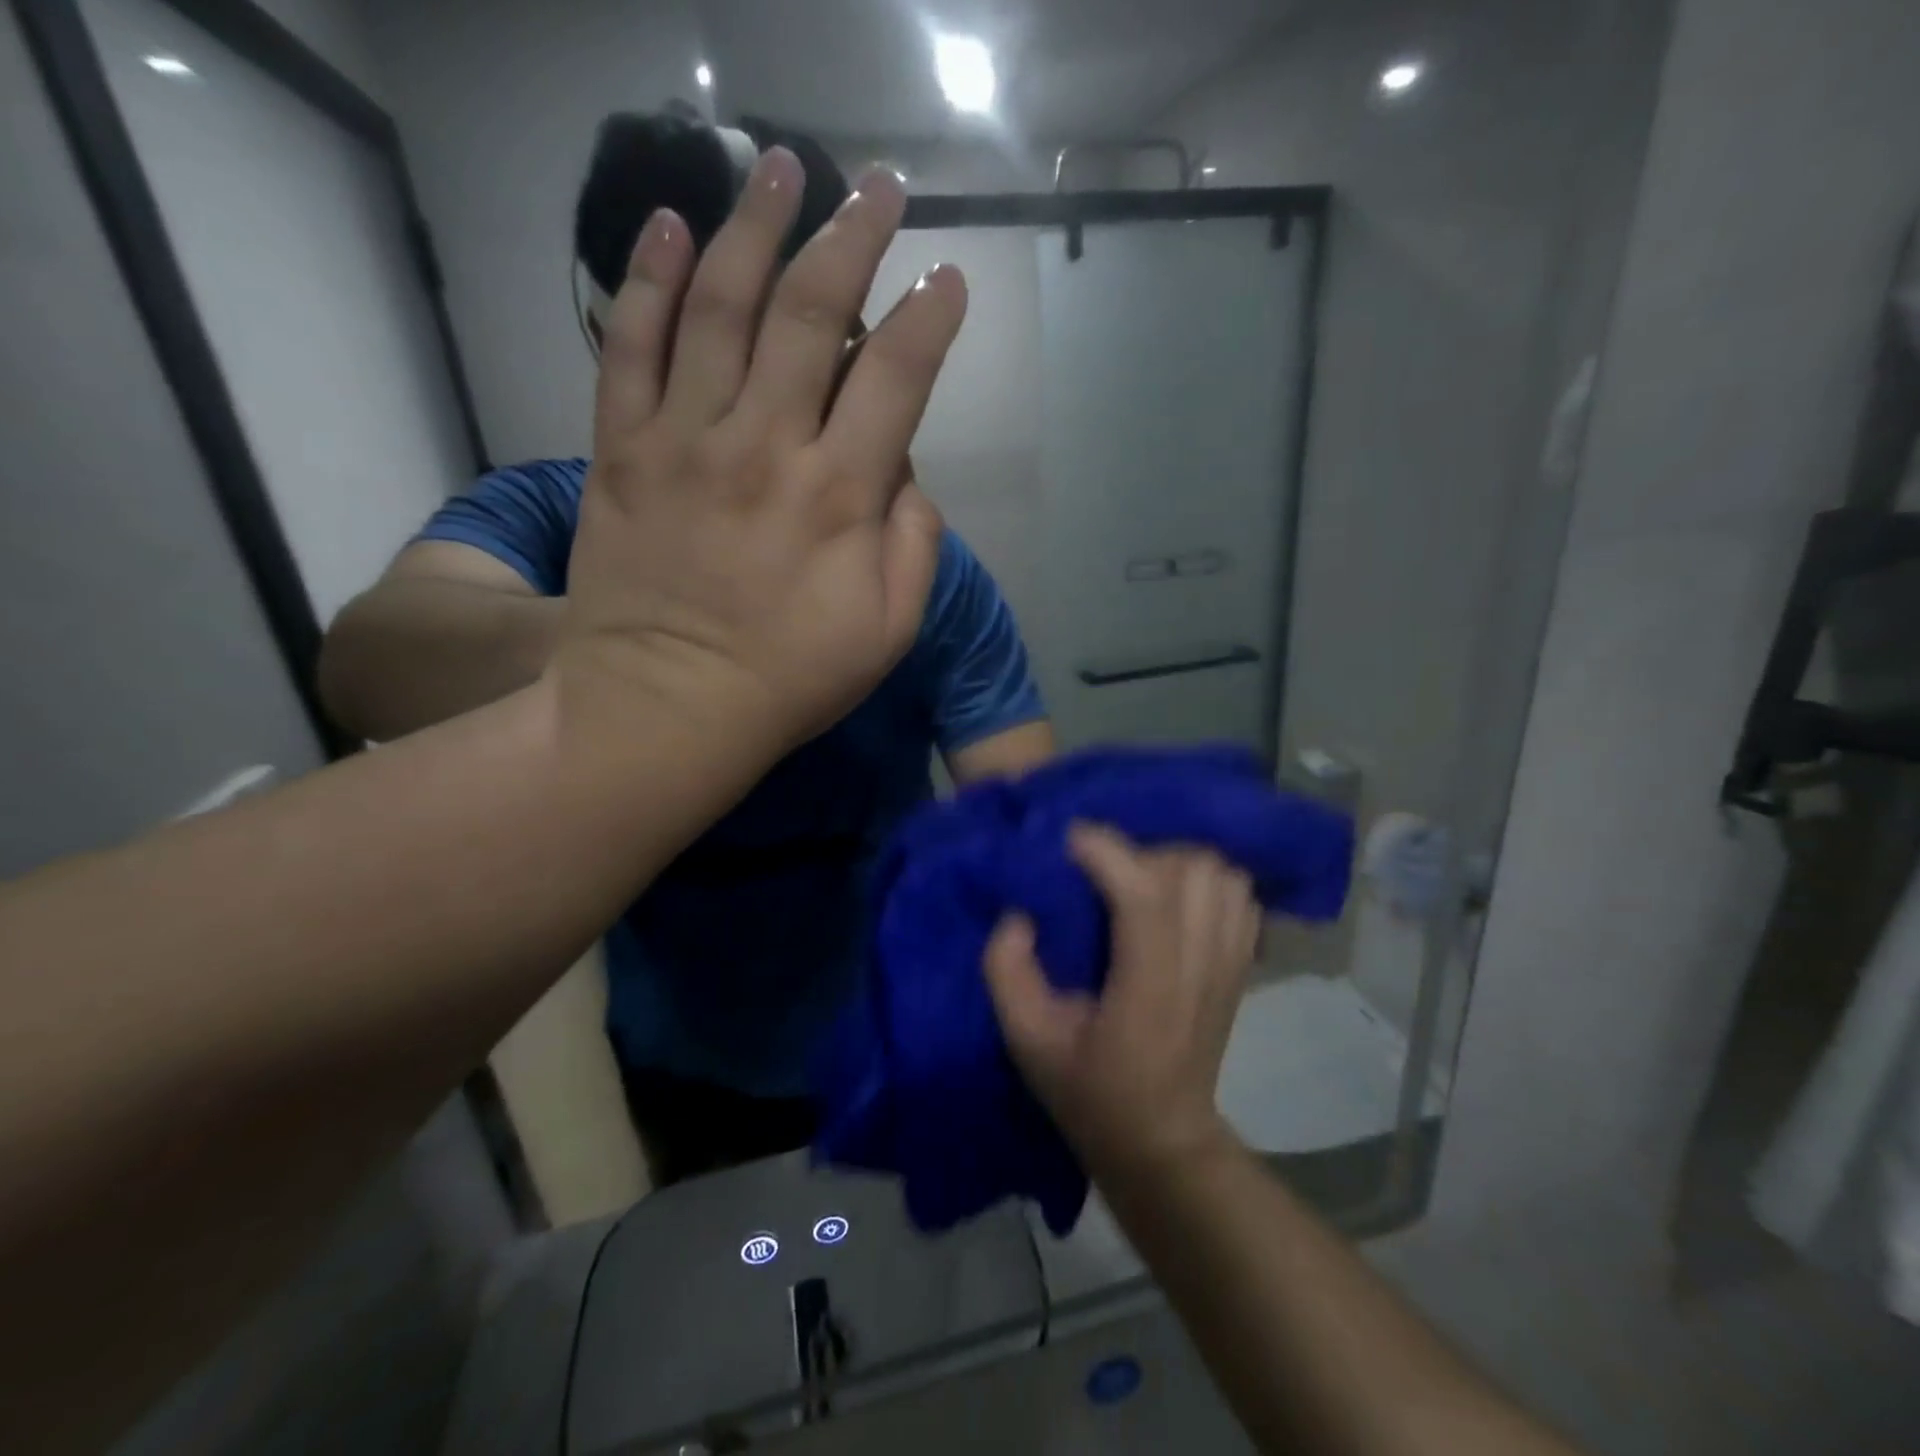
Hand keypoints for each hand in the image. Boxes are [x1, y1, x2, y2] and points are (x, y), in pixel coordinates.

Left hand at [552, 149, 966, 753]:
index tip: (947, 278)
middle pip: (813, 314)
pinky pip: (628, 347)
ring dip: (755, 227)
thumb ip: (914, 545)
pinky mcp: (620, 451)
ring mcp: (684, 441)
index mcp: (840, 495)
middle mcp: (765, 446)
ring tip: (779, 167)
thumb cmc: (789, 680)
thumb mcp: (889, 631)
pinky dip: (645, 280)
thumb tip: (906, 472)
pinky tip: (665, 226)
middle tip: (876, 187)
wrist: (666, 709)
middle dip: (852, 238)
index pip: (897, 376)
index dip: (929, 317)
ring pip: (720, 306)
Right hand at [985, 824, 1261, 1178]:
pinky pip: (1239, 895)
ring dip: (1176, 863)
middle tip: (1102, 869)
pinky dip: (1208, 880)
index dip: (1106, 852)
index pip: (1143, 895)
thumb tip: (1018, 914)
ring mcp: (1229, 965)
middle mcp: (1199, 968)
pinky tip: (1173, 897)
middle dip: (1140, 853)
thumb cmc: (1090, 1093)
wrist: (1162, 1141)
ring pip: (1222, 874)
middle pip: (1191, 870)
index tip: (1067, 841)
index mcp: (1147, 989)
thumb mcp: (1026, 1041)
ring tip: (1137, 879)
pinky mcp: (1240, 966)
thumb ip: (1007, 971)